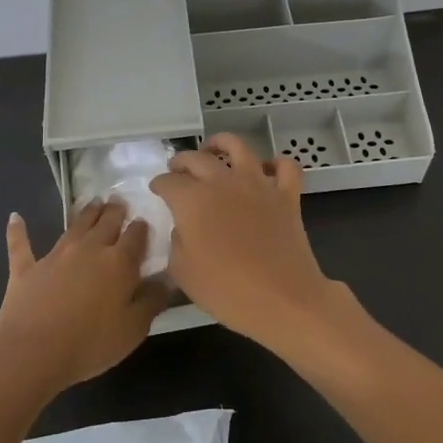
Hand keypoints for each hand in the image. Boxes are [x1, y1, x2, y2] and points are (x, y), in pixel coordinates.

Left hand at [0, 201, 167, 393]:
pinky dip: (18, 230)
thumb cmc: (90, 344)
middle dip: (115, 211)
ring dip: (86, 212)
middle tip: (119, 201)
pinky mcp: (27, 268)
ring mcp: (55, 256)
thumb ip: (151, 301)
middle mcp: (89, 249)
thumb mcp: (133, 330)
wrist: (33, 352)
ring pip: (75, 226)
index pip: (135, 237)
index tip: (144, 222)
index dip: (141, 228)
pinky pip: (21, 244)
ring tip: (94, 202)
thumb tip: (165, 280)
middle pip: (106, 223)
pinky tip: (15, 217)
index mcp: (118, 263)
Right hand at [151, 133, 334, 347]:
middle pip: (197, 159)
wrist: (283, 299)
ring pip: (238, 147)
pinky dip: (276, 164)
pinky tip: (267, 170)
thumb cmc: (226, 290)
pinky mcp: (286, 195)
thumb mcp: (183, 273)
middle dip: (181, 162)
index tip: (156, 190)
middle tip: (177, 170)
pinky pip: (285, 167)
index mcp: (193, 200)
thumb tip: (183, 228)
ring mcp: (258, 184)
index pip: (168, 182)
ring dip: (222, 144)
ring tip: (214, 149)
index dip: (159, 185)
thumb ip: (176, 243)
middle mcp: (223, 182)